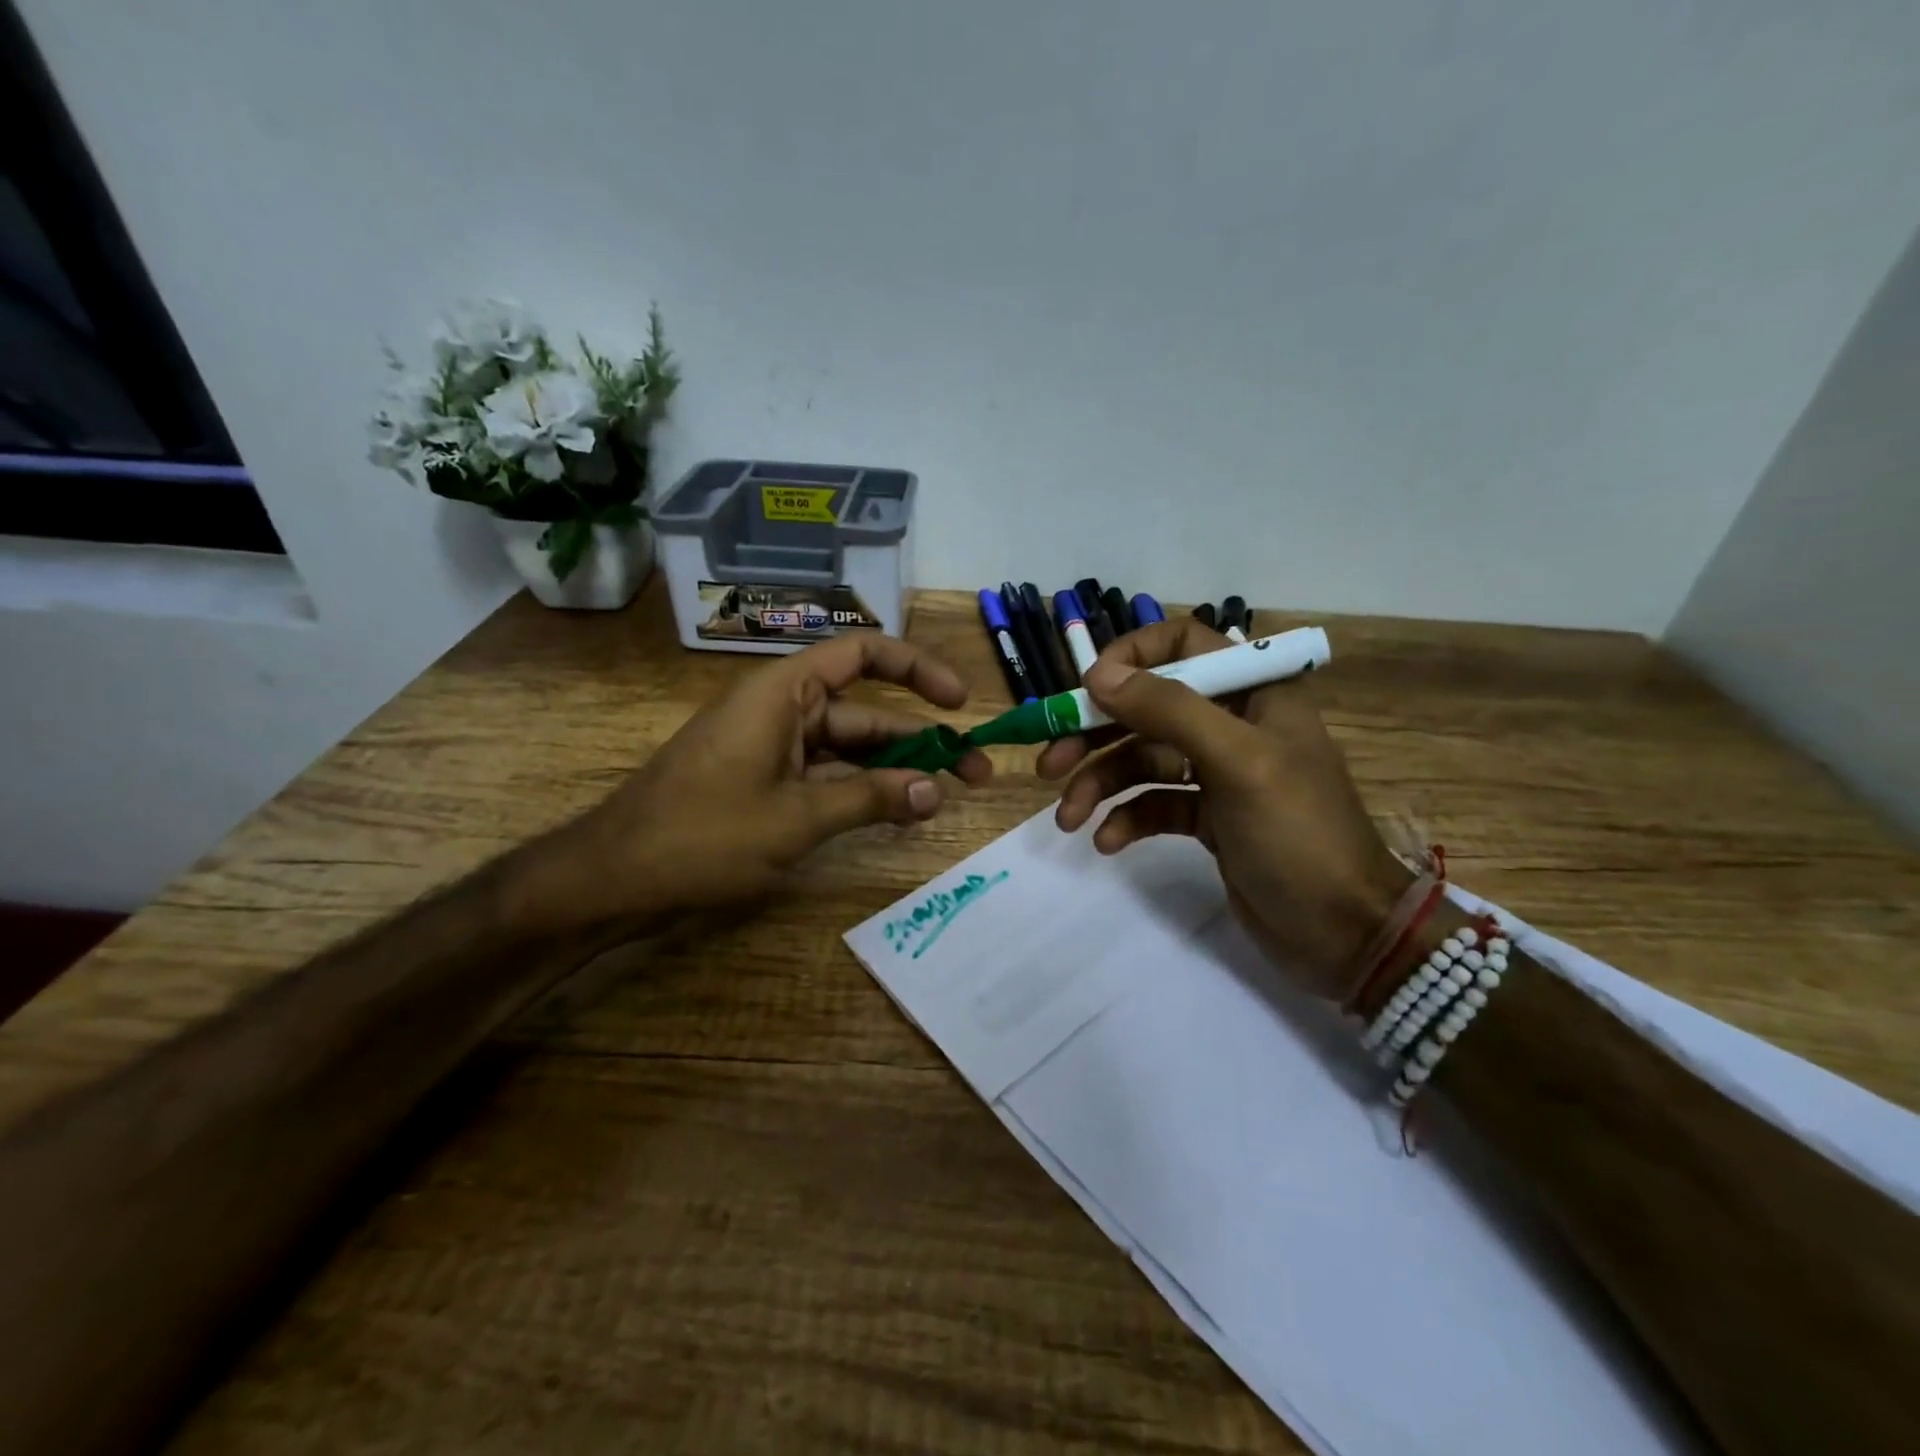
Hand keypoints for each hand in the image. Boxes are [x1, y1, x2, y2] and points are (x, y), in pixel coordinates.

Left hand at [530, 634, 991, 925]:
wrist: (612, 879)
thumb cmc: (702, 836)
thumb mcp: (796, 819)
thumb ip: (870, 799)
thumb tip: (937, 791)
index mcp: (784, 692)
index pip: (862, 653)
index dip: (916, 668)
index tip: (959, 701)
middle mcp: (782, 709)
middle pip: (865, 710)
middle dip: (922, 738)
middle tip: (977, 772)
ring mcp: (773, 746)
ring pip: (849, 748)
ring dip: (896, 770)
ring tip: (948, 796)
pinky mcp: (765, 780)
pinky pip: (826, 774)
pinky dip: (861, 790)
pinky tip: (898, 811)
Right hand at [1038, 619, 1411, 1000]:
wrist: (1345, 934)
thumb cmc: (1299, 835)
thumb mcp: (1237, 763)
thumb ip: (1169, 710)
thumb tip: (1098, 673)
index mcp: (1254, 692)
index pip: (1183, 643)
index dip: (1131, 658)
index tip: (1087, 691)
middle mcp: (1233, 723)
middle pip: (1148, 709)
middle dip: (1095, 735)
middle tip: (1049, 765)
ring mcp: (1219, 773)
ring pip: (1142, 760)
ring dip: (1100, 785)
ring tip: (1068, 819)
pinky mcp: (1207, 818)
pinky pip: (1152, 804)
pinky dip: (1126, 818)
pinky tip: (1108, 843)